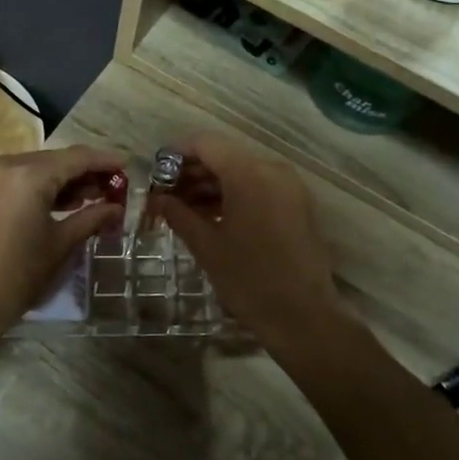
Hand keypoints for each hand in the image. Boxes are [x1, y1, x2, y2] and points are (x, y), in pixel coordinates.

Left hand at [0, 144, 125, 347]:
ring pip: (34, 168)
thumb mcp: (59, 245)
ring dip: (61, 180)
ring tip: (89, 199)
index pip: (76, 158)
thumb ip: (91, 219)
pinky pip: (15, 179)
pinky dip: (38, 187)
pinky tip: (58, 203)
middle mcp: (5, 164)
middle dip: (84, 172)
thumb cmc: (16, 277)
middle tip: (111, 189)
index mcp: (28, 174)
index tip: (126, 167)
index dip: (104, 161)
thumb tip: (116, 208)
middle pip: (54, 160)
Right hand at [152, 133, 346, 356]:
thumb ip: (178, 214)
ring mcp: (290, 186)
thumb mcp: (206, 246)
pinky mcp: (298, 204)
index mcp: (248, 173)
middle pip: (224, 155)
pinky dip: (235, 194)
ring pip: (242, 171)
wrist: (303, 316)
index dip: (176, 153)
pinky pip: (260, 186)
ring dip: (213, 184)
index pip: (205, 143)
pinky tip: (213, 217)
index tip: (155, 173)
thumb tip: (156, 199)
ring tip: (184, 209)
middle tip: (165, 195)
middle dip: (193, 171)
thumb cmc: (249, 279)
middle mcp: (272, 169)